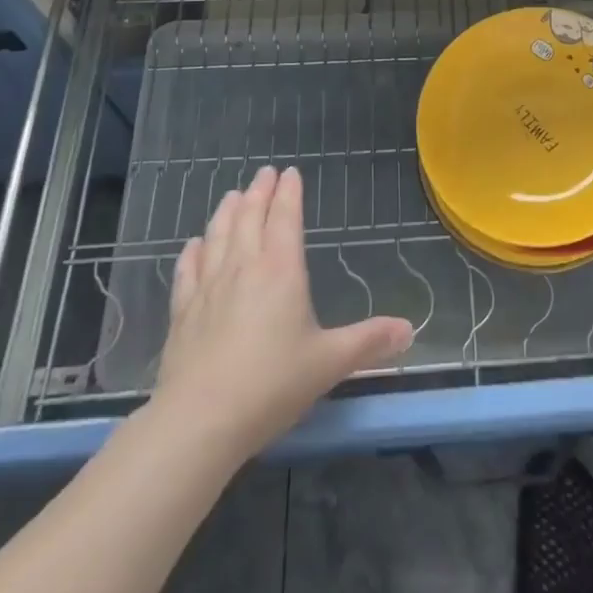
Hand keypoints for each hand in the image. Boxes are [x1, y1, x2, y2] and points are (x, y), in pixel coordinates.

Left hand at [147, 166, 413, 462]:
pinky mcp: (182, 312)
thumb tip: (409, 330)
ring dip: (226, 212)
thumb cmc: (272, 384)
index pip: (286, 218)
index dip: (289, 193)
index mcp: (281, 271)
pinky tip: (193, 244)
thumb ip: (369, 342)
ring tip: (232, 196)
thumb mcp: (329, 363)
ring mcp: (208, 288)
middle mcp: (244, 268)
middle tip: (264, 173)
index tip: (290, 172)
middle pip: (249, 217)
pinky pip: (187, 270)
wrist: (200, 420)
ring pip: (217, 236)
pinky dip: (192, 252)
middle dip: (259, 192)